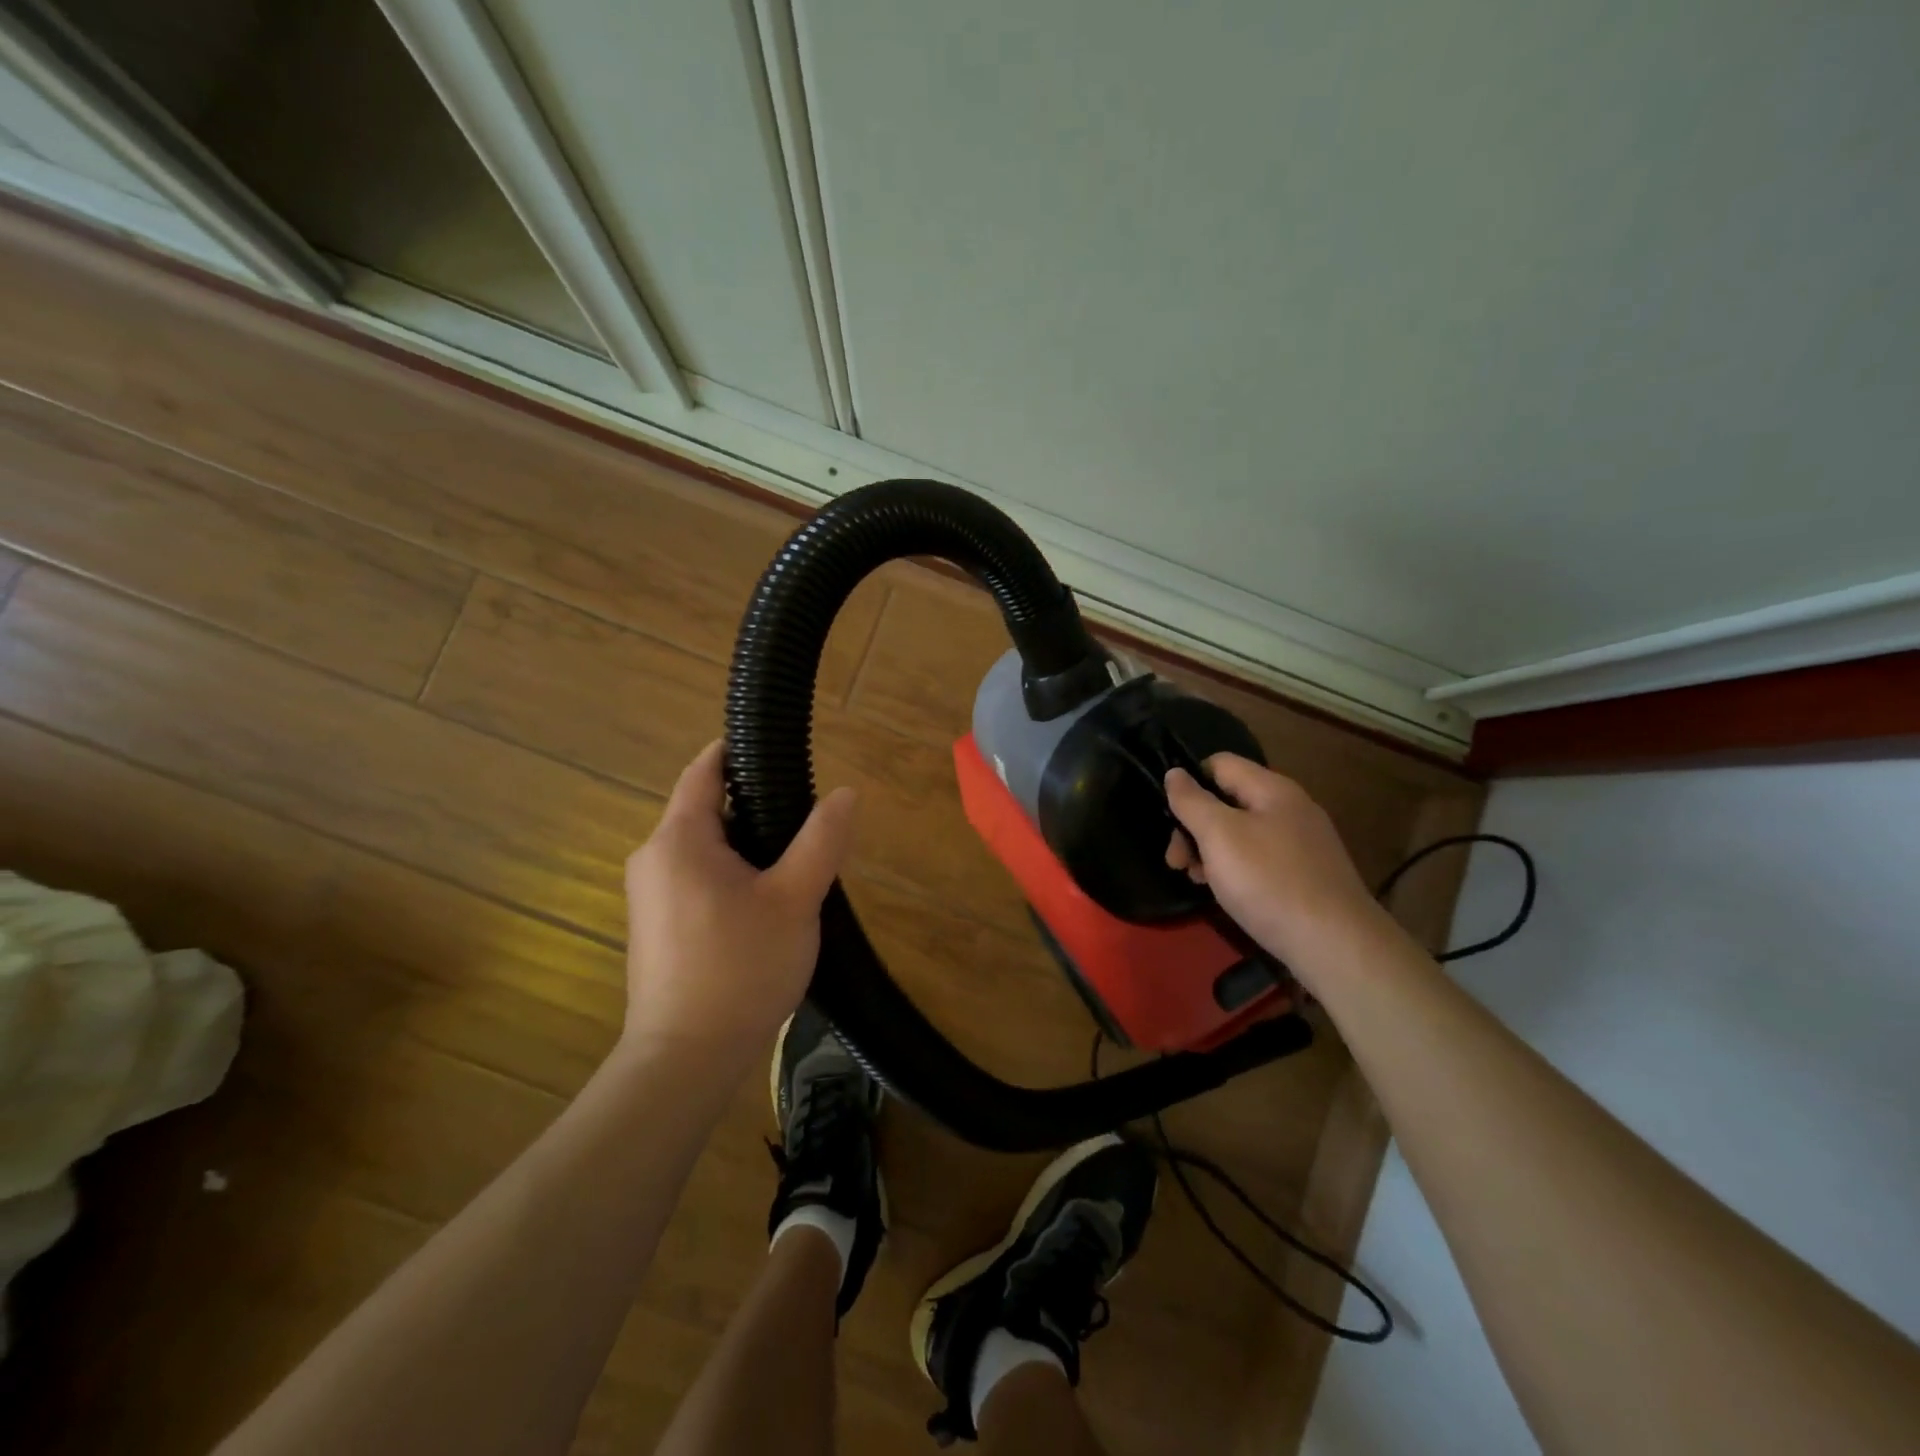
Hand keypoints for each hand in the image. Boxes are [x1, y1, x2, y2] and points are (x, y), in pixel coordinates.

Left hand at [620, 740, 856, 1082]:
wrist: (685, 1059)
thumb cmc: (740, 968)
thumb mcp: (795, 898)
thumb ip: (821, 839)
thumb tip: (845, 793)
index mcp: (679, 839)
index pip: (704, 770)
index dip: (739, 752)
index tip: (779, 750)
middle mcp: (653, 858)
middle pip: (707, 809)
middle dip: (755, 807)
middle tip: (807, 820)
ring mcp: (649, 895)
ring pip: (704, 848)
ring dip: (747, 846)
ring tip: (795, 864)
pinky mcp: (656, 926)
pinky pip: (696, 878)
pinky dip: (731, 874)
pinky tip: (765, 903)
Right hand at [1164, 754, 1392, 988]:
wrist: (1335, 944)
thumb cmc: (1268, 881)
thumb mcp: (1218, 835)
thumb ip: (1192, 800)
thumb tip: (1174, 772)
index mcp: (1272, 789)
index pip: (1219, 764)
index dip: (1189, 782)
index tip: (1169, 816)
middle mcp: (1290, 808)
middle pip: (1227, 801)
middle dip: (1193, 826)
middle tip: (1175, 861)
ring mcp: (1301, 843)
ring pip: (1240, 833)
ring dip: (1210, 851)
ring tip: (1196, 880)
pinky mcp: (1305, 874)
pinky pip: (1259, 858)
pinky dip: (1235, 869)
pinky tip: (1225, 893)